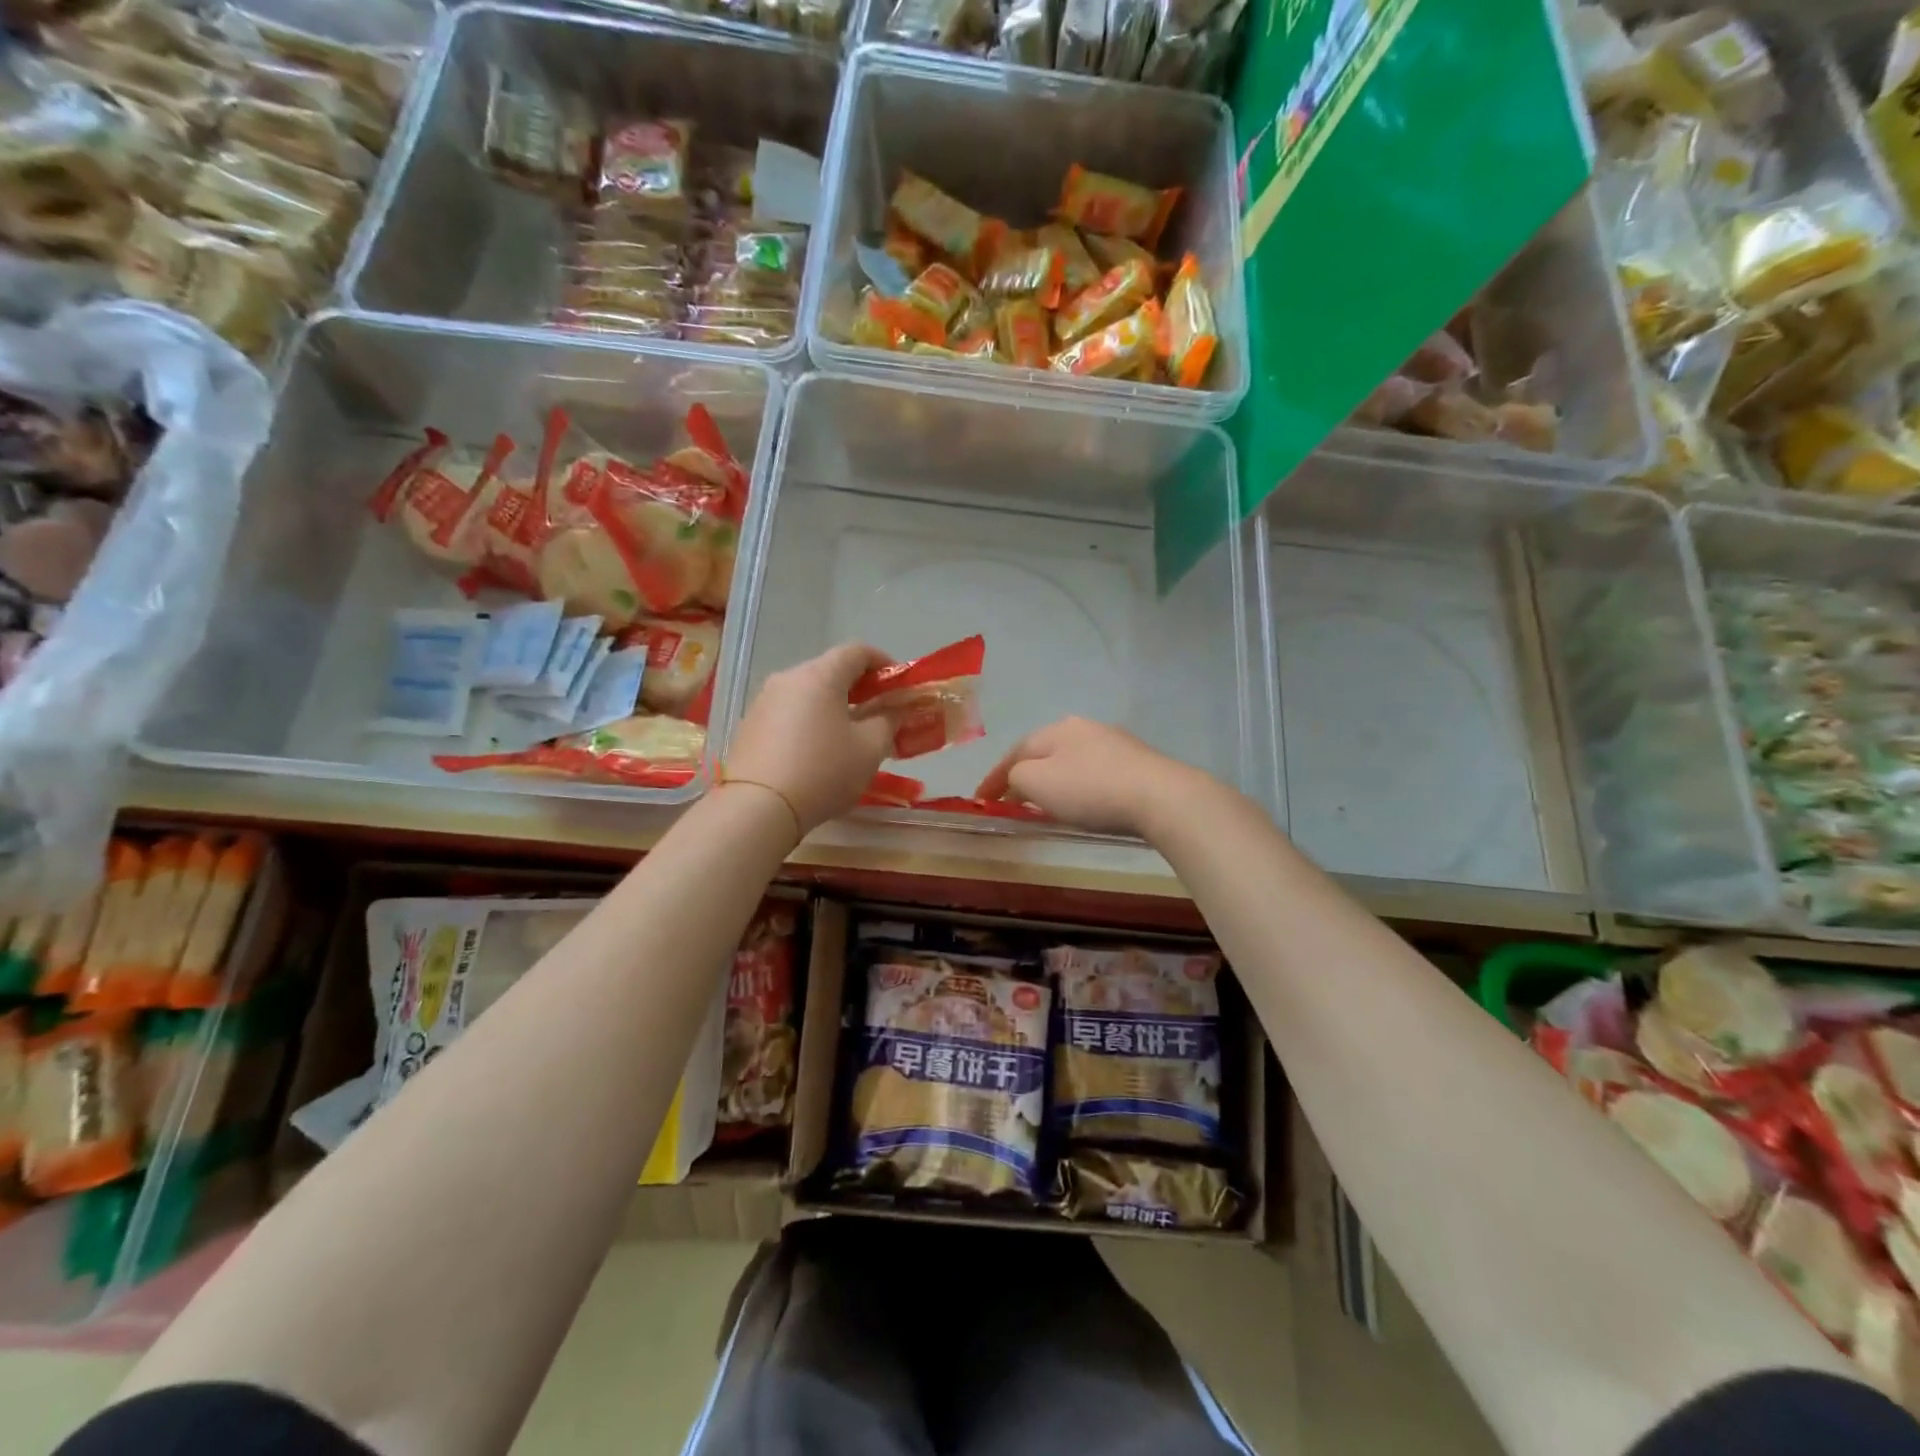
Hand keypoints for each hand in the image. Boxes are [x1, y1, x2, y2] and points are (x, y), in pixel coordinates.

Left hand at [724, 643, 898, 836]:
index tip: (899, 685)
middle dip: (859, 687)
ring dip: (833, 705)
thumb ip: (889, 721)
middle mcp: (788, 678)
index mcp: (820, 675)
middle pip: (830, 670)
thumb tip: (894, 709)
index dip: (884, 662)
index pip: (857, 651)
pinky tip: (817, 750)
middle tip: (879, 712)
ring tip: (849, 734)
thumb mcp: (870, 749)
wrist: (757, 808)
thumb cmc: (823, 772)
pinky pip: (788, 712)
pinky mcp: (749, 725)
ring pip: (807, 692)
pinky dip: (809, 720)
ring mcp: (763, 701)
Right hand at [973, 718, 1198, 838]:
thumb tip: (1017, 778)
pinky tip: (1084, 801)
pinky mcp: (1138, 764)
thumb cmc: (1090, 789)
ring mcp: (1115, 743)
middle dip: (1026, 774)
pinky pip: (1095, 773)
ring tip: (1046, 802)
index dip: (994, 776)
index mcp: (1056, 729)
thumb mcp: (1037, 782)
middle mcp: (1084, 728)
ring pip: (1072, 760)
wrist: (1160, 797)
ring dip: (1054, 780)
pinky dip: (1080, 786)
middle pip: (1045, 751)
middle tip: (1012, 798)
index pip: (1015, 751)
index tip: (979, 799)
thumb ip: (1016, 777)